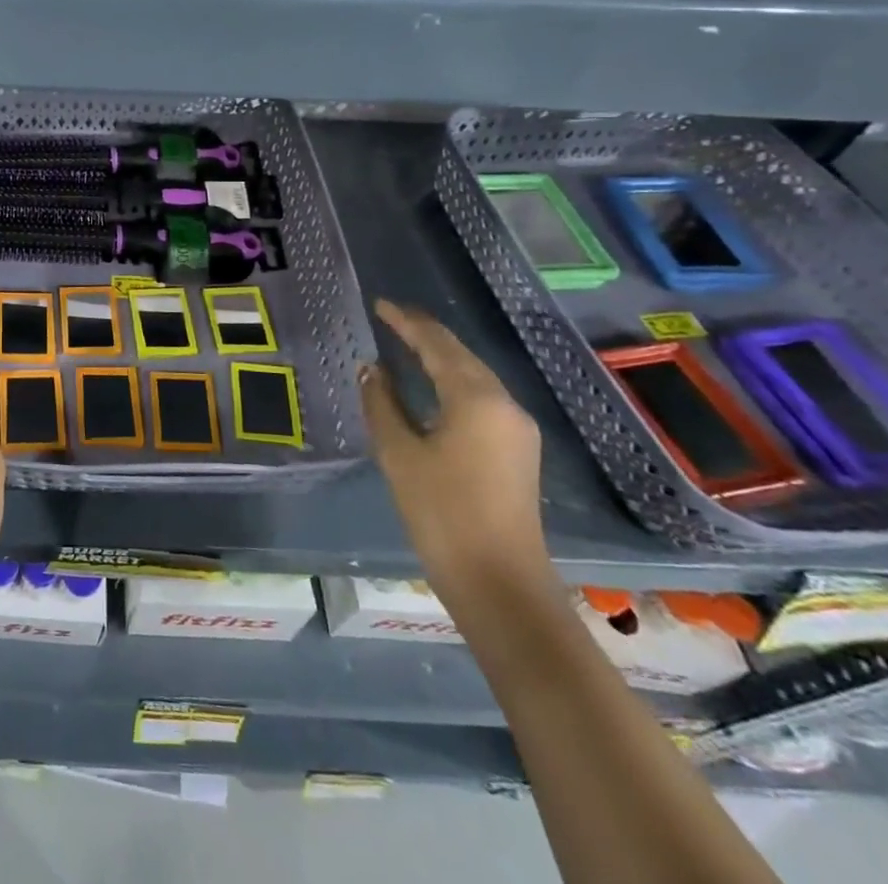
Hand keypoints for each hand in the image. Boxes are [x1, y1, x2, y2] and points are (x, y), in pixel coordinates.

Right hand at [361, 299, 556, 609]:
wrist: (499, 583)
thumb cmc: (441, 512)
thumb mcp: (398, 453)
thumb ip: (381, 403)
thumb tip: (371, 369)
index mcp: (475, 398)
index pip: (436, 344)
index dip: (406, 322)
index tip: (380, 304)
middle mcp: (504, 404)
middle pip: (460, 355)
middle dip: (425, 334)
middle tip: (390, 318)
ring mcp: (516, 429)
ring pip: (473, 376)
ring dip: (439, 357)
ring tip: (405, 344)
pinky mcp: (516, 451)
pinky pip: (480, 398)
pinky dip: (451, 382)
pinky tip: (430, 387)